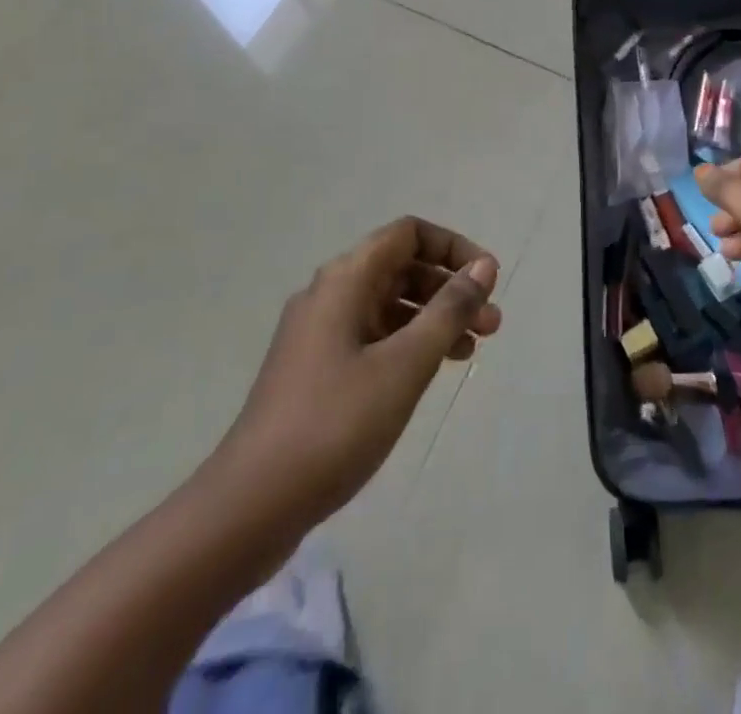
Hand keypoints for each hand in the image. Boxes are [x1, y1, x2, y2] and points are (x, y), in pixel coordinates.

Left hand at [211, 217, 501, 527]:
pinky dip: (408, 344)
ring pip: (389, 305)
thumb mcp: (404, 365)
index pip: (408, 234)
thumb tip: (483, 265)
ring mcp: (319, 334)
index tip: (487, 278)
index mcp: (345, 280)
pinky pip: (373, 337)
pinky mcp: (315, 370)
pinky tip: (432, 372)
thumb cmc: (334, 424)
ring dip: (434, 318)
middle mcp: (330, 294)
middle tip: (492, 323)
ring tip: (473, 350)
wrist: (249, 507)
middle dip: (450, 288)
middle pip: (401, 268)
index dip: (453, 247)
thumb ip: (448, 310)